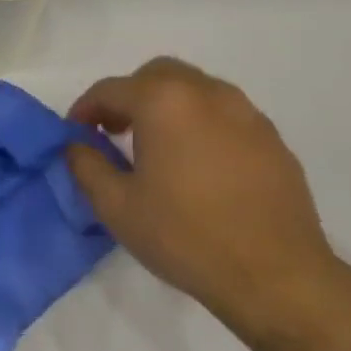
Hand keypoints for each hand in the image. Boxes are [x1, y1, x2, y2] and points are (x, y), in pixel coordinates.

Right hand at [65, 58, 346, 344]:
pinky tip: (196, 165)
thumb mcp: (116, 206)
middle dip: (129, 96)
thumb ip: (86, 166)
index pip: (111, 89)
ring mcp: (247, 114)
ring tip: (155, 147)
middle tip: (114, 132)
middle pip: (157, 75)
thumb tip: (76, 146)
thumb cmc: (184, 236)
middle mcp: (207, 94)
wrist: (275, 275)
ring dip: (167, 106)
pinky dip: (200, 123)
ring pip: (196, 89)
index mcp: (164, 103)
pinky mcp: (272, 139)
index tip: (76, 134)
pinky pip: (225, 114)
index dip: (85, 108)